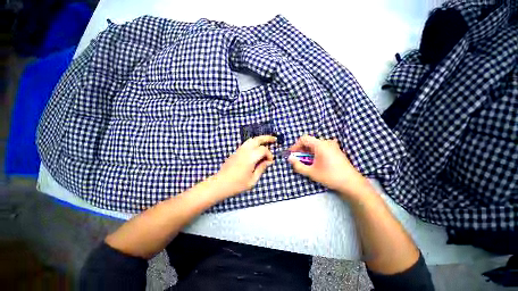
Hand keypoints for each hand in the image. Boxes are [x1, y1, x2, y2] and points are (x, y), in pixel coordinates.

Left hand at [213, 135, 276, 197]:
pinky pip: (246, 144)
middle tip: (274, 139)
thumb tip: (268, 162)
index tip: (270, 162)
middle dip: (267, 138)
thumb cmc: (237, 184)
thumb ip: (261, 169)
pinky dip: (253, 143)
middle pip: (257, 139)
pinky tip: (257, 148)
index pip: (263, 150)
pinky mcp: (235, 152)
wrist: (220, 183)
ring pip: (251, 140)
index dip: (269, 155)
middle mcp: (245, 151)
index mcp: (250, 157)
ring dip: (259, 139)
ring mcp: (239, 150)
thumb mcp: (252, 180)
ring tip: (267, 141)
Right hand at [288, 135, 368, 197]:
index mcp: (320, 145)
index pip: (304, 139)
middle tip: (297, 158)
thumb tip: (289, 158)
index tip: (292, 154)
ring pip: (315, 144)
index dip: (295, 145)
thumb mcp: (311, 172)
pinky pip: (321, 147)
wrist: (351, 183)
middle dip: (301, 149)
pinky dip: (315, 152)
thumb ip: (298, 165)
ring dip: (308, 151)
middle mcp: (327, 142)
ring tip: (306, 161)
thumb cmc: (330, 176)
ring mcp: (332, 145)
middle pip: (309, 141)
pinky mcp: (336, 150)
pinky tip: (315, 161)